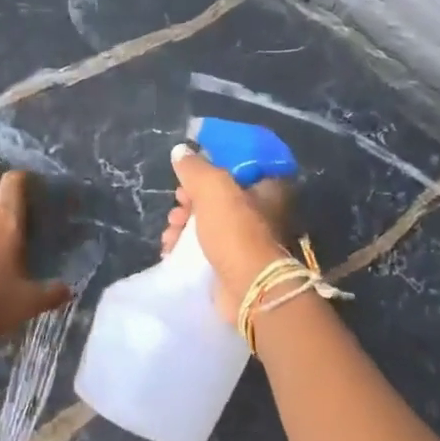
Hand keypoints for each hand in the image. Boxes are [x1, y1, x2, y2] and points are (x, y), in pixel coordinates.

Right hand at [162, 145, 293, 323]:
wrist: (248, 289)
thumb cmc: (236, 231)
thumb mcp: (213, 188)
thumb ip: (195, 167)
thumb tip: (180, 151)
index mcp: (269, 187)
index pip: (237, 166)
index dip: (210, 168)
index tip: (188, 175)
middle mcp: (264, 211)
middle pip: (219, 196)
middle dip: (189, 201)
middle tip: (176, 208)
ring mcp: (249, 239)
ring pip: (209, 222)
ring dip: (183, 225)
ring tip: (169, 235)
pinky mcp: (235, 263)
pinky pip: (206, 247)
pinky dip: (187, 247)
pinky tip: (170, 250)